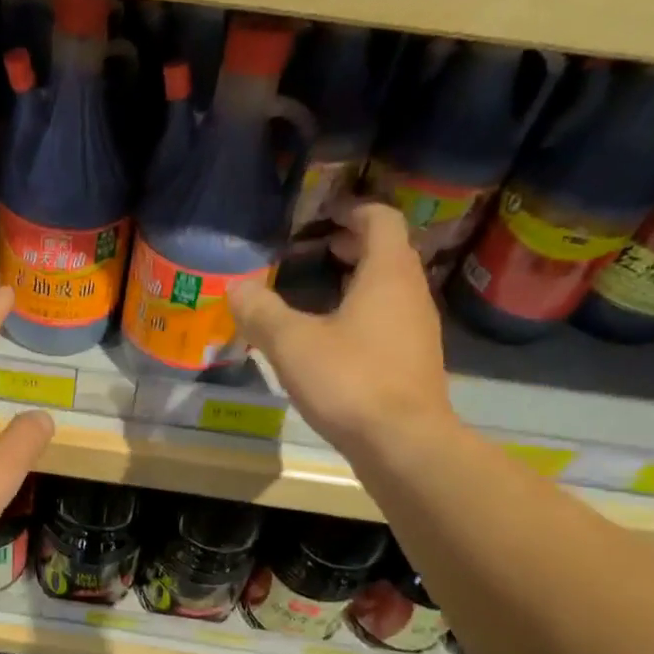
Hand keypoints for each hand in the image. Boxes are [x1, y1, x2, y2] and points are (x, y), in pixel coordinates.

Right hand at [232, 202, 453, 453]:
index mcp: (387, 273)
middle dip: (353, 246)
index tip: (323, 216)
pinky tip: (333, 342)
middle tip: (315, 251)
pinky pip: (389, 322)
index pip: (381, 219)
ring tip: (319, 294)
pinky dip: (363, 315)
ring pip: (389, 290)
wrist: (402, 443)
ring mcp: (418, 330)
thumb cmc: (349, 380)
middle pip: (388, 253)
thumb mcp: (291, 344)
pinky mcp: (413, 363)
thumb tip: (236, 288)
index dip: (353, 210)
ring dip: (358, 283)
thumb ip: (261, 312)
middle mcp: (411, 293)